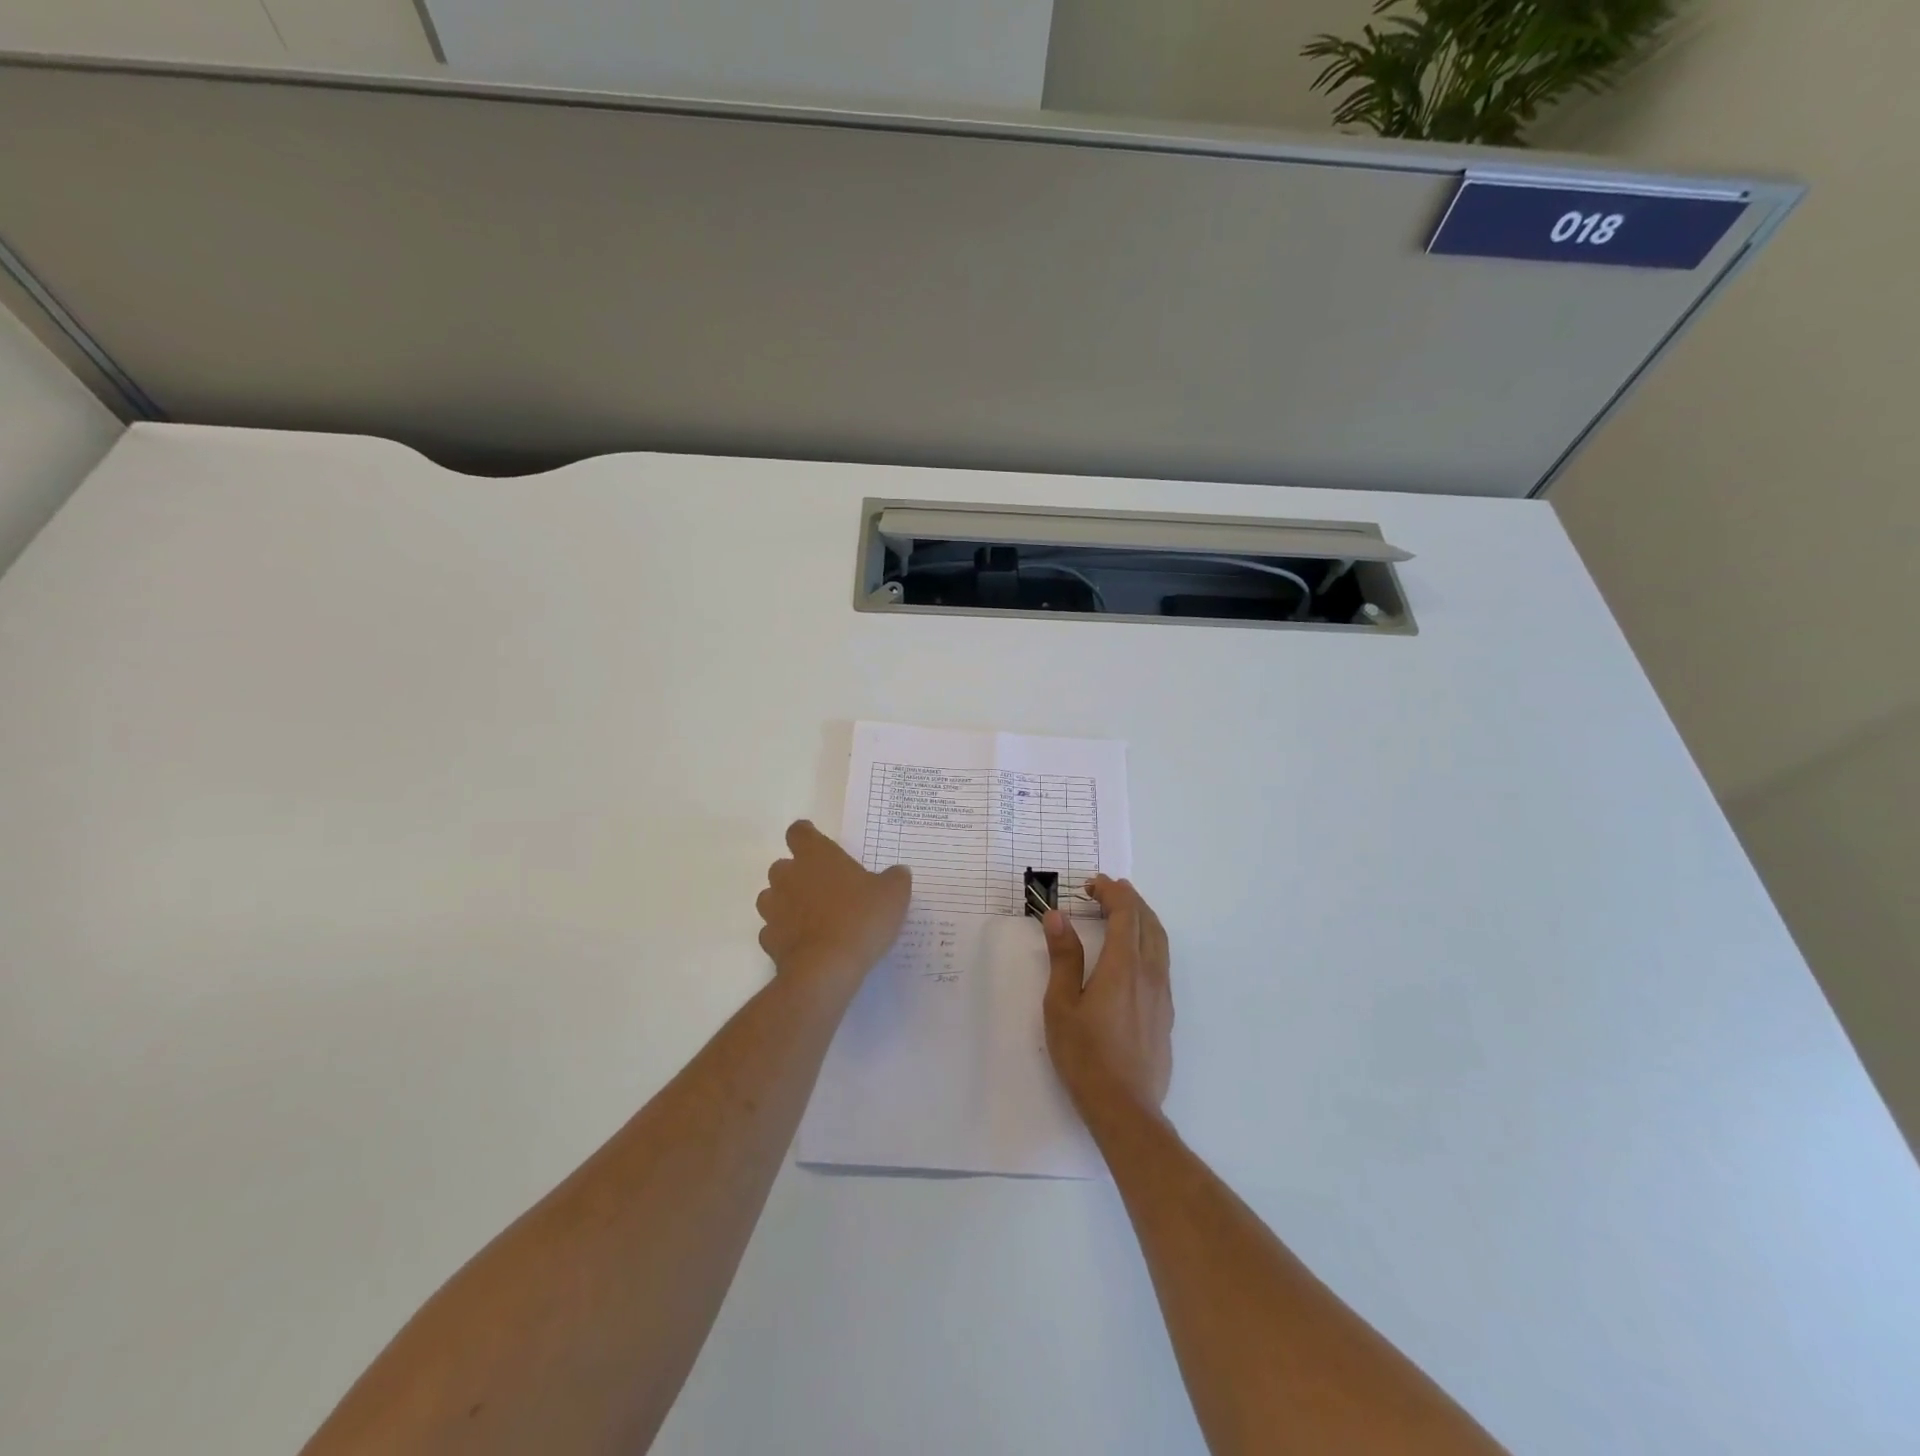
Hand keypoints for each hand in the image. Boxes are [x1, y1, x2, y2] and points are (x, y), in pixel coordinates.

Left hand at [756, 820, 911, 986]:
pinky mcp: (769, 940)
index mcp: (816, 856)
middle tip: (824, 887)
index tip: (816, 842)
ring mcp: (774, 909)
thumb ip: (895, 878)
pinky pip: (774, 930)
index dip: (806, 835)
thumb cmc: (860, 919)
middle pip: (783, 866)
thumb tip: (898, 872)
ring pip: (772, 897)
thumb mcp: (893, 895)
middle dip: (798, 873)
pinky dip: (786, 934)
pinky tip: (806, 943)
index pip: (799, 832)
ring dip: (788, 903)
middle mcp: (788, 877)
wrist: (826, 969)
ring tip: (813, 917)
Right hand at [1042, 876, 1172, 1129]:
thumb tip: (1057, 916)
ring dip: (1142, 918)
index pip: (1125, 913)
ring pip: (1160, 941)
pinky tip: (1132, 955)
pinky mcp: (1166, 1014)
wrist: (1125, 1108)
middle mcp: (1150, 973)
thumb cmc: (1085, 1055)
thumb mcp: (1062, 1004)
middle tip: (1105, 890)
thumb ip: (1063, 957)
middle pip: (1148, 921)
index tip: (1091, 884)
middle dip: (1128, 899)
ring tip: (1121, 912)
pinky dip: (1148, 941)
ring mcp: (1163, 994)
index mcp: (1124, 966)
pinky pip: (1162, 962)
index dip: (1111, 892)